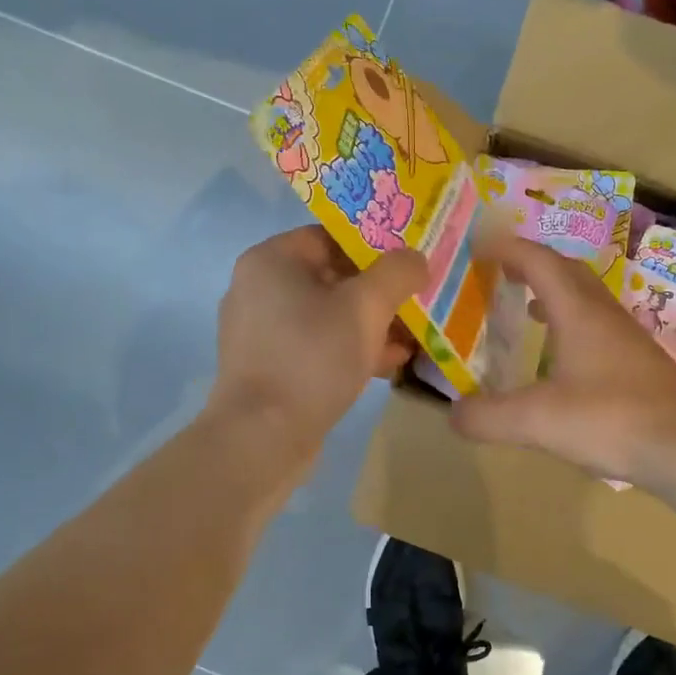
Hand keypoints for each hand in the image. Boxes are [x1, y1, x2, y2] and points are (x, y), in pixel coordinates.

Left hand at [210, 226, 427, 454]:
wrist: (263, 438)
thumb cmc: (312, 358)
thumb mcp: (366, 308)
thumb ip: (397, 273)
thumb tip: (416, 258)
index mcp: (271, 261)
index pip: (330, 237)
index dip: (375, 247)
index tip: (409, 265)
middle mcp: (258, 290)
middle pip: (332, 278)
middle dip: (379, 294)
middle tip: (417, 304)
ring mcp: (260, 333)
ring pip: (328, 316)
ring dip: (370, 326)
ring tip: (411, 340)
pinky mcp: (268, 368)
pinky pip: (316, 346)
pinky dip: (349, 350)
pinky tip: (387, 364)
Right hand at [451, 233, 675, 489]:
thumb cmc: (611, 420)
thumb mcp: (537, 421)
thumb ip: (489, 417)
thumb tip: (453, 415)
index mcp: (578, 312)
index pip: (539, 262)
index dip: (508, 249)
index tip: (479, 246)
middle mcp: (604, 315)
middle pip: (567, 272)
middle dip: (532, 265)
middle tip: (502, 273)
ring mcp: (628, 339)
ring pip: (587, 300)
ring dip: (555, 295)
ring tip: (528, 310)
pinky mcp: (640, 364)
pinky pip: (599, 328)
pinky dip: (572, 326)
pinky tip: (565, 360)